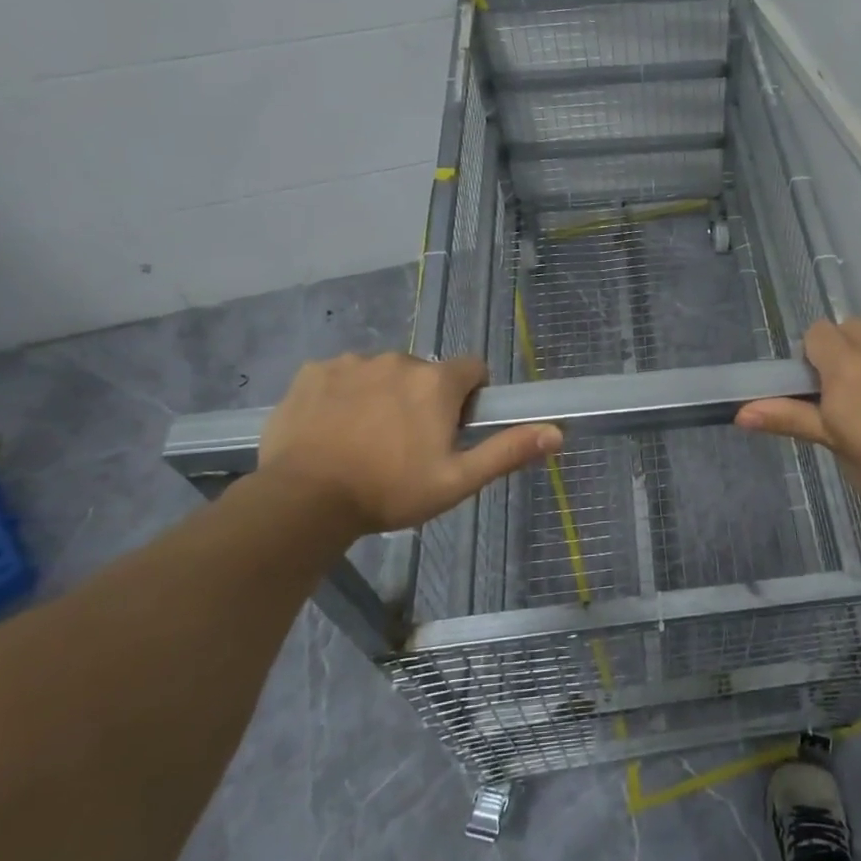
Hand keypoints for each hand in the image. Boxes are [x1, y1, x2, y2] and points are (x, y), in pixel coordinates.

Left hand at [259, 352, 560, 534]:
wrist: (302, 501)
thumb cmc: (389, 491)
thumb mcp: (457, 481)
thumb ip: (507, 451)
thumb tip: (557, 432)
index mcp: (436, 381)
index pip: (472, 369)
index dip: (469, 397)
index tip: (452, 429)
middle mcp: (397, 359)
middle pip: (425, 372)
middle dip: (423, 399)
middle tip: (407, 444)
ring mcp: (350, 363)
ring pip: (382, 373)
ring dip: (383, 395)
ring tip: (365, 440)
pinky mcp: (312, 372)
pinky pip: (340, 375)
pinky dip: (342, 395)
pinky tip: (331, 429)